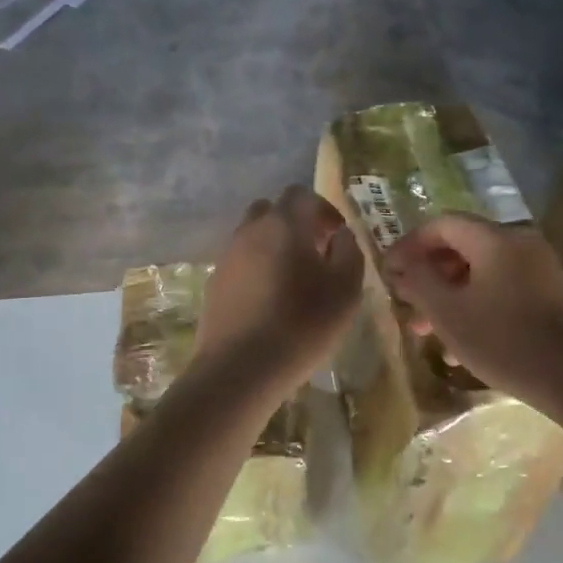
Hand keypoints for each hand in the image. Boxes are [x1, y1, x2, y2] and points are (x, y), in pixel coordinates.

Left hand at [196, 186, 365, 399]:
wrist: (240, 368)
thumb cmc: (302, 324)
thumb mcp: (346, 289)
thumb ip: (349, 252)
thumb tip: (340, 236)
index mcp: (283, 224)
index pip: (301, 194)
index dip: (323, 209)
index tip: (337, 235)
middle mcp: (249, 231)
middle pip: (271, 211)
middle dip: (295, 225)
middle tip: (315, 253)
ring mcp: (226, 258)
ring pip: (252, 238)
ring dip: (274, 249)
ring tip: (294, 283)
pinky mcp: (214, 286)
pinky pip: (240, 265)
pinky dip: (257, 272)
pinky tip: (270, 304)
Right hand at [384, 213, 562, 413]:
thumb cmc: (504, 340)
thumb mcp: (449, 313)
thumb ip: (420, 282)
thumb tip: (404, 264)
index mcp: (495, 239)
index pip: (442, 224)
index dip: (410, 244)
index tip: (389, 271)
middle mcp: (520, 244)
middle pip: (463, 248)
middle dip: (429, 277)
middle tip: (406, 304)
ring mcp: (540, 270)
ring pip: (482, 274)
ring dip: (450, 298)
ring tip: (427, 334)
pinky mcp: (551, 296)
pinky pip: (503, 291)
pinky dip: (477, 308)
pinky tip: (461, 348)